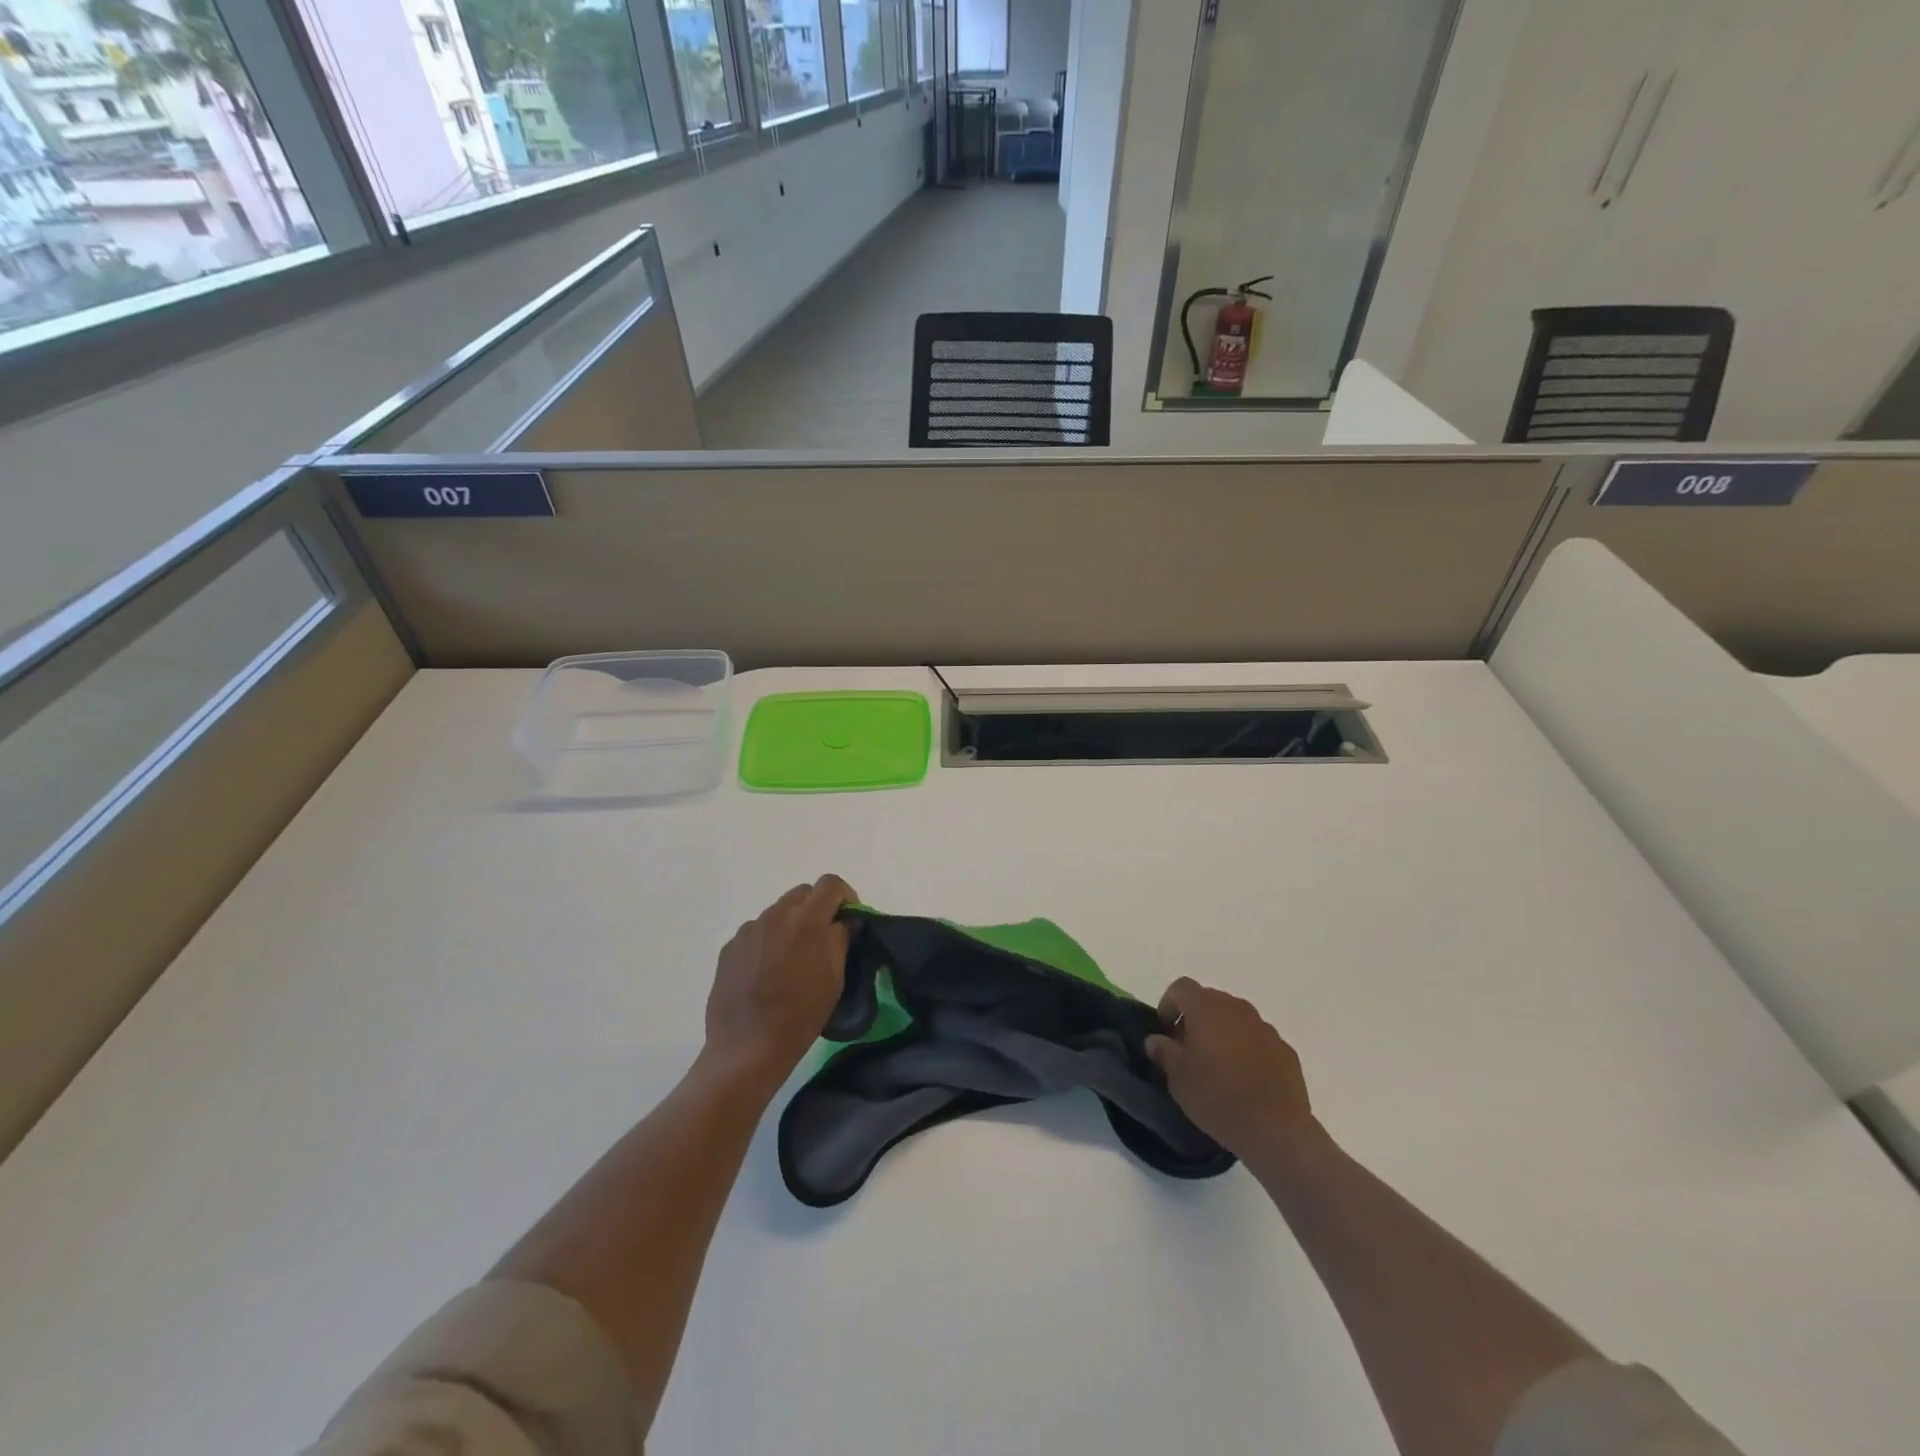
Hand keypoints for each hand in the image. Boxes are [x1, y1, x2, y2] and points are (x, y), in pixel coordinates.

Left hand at [705, 875, 857, 1082]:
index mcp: (807, 920)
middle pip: (802, 893)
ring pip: (777, 912)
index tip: (848, 919)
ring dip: (790, 925)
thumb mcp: (834, 978)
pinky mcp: (729, 948)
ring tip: (791, 959)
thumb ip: (840, 939)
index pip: (830, 884)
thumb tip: (842, 922)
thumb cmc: (801, 1013)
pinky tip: (767, 972)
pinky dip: (767, 942)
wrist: (748, 1046)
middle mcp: (775, 915)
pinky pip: (755, 932)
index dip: (845, 896)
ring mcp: (749, 930)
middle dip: (817, 908)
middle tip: (823, 939)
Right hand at [1144, 977, 1320, 1165]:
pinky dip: (1248, 1051)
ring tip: (1218, 1068)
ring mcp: (1265, 1028)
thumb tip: (1156, 1040)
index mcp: (1206, 1008)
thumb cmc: (1217, 1097)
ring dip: (1223, 1034)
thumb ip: (1164, 1052)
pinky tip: (1245, 1081)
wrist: (1275, 1130)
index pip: (1181, 987)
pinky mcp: (1286, 1051)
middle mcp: (1237, 1008)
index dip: (1169, 1004)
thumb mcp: (1177, 1078)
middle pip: (1210, 1001)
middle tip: (1188, 1050)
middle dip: (1196, 1019)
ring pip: (1236, 1020)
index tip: (1165, 1030)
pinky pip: (1258, 1041)